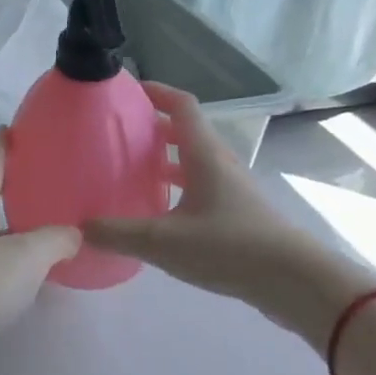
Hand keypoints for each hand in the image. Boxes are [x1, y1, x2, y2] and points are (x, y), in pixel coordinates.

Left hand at [0, 130, 80, 342]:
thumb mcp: (26, 256)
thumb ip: (55, 240)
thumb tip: (74, 232)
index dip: (0, 147)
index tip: (7, 129)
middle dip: (5, 188)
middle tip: (32, 181)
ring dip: (6, 227)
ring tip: (36, 229)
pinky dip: (2, 257)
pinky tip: (21, 270)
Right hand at [84, 83, 375, 347]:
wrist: (298, 284)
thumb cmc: (230, 248)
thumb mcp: (163, 242)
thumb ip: (117, 233)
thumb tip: (77, 228)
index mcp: (204, 155)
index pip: (182, 106)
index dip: (156, 91)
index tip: (126, 90)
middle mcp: (219, 165)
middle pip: (185, 132)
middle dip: (152, 127)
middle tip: (117, 134)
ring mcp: (231, 191)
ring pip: (193, 162)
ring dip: (164, 160)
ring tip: (130, 172)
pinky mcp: (237, 216)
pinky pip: (200, 188)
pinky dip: (176, 188)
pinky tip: (157, 213)